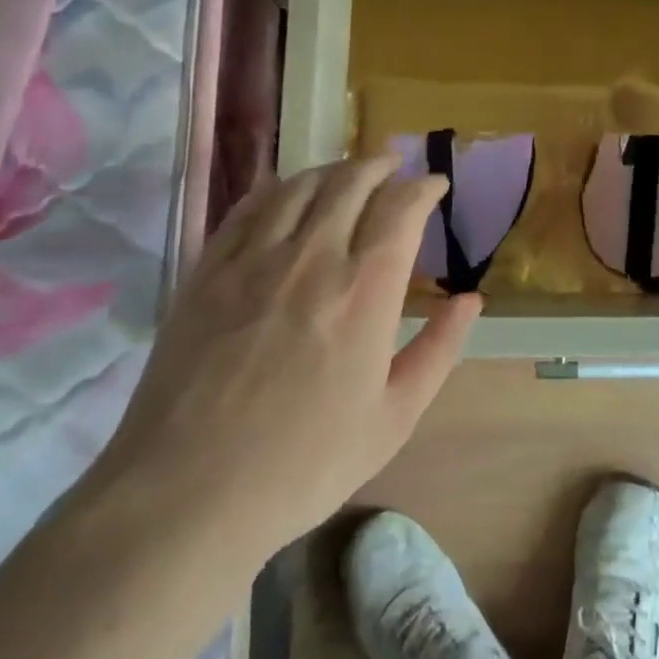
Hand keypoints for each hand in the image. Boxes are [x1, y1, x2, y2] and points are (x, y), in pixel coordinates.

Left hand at [93, 156, 476, 561]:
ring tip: (348, 173)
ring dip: (333, 169)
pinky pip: (249, 207)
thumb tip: (470, 300)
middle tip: (395, 167)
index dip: (423, 187)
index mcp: (365, 290)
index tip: (435, 185)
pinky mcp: (208, 270)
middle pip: (351, 182)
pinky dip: (278, 187)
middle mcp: (312, 257)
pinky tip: (286, 190)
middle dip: (380, 165)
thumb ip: (438, 350)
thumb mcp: (394, 418)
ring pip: (300, 185)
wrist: (188, 493)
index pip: (401, 208)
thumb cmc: (305, 464)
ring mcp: (254, 259)